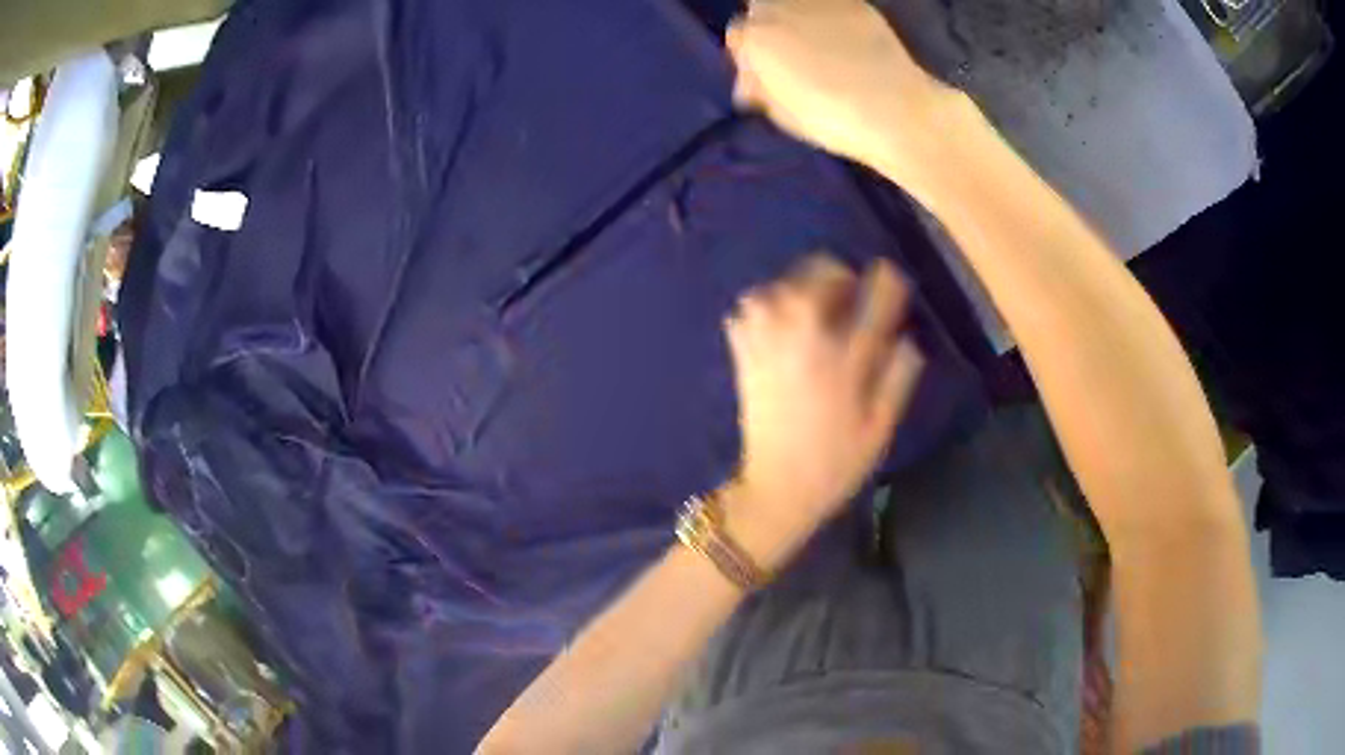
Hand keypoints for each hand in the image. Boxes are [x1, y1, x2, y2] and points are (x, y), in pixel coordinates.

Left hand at [722, 256, 923, 567]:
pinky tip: (778, 325)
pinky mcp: (742, 352)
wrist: (777, 488)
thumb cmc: (837, 461)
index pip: (875, 293)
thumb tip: (908, 336)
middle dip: (840, 275)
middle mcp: (804, 336)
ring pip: (780, 283)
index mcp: (846, 355)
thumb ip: (899, 374)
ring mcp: (767, 340)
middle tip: (850, 297)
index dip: (887, 281)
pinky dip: (764, 306)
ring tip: (813, 311)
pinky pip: (748, 308)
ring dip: (799, 287)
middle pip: (820, 271)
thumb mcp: (881, 424)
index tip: (891, 282)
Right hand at [727, 0, 964, 192]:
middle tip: (790, 55)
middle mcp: (781, 7)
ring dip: (799, 19)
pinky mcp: (856, 3)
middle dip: (770, 27)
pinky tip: (847, 44)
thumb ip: (760, 85)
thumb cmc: (830, 119)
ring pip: (796, 3)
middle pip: (762, 8)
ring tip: (821, 47)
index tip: (763, 74)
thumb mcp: (779, 112)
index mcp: (755, 36)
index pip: (737, 35)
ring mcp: (819, 1)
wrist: (894, 109)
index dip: (749, 55)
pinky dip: (832, 21)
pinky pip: (831, 7)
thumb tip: (753, 78)